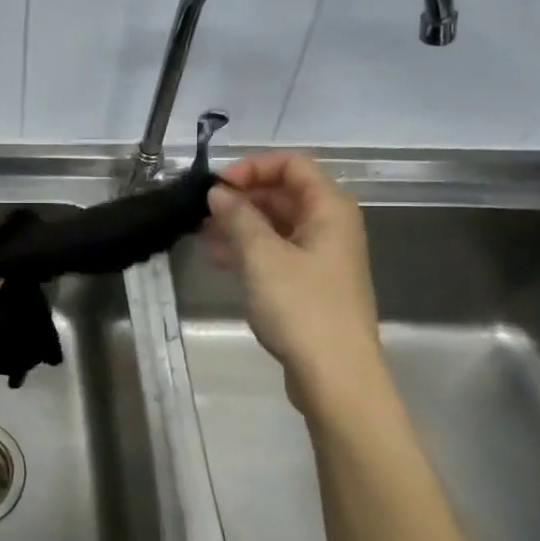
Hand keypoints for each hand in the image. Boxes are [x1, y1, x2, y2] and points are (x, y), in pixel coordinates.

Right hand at [204, 150, 385, 415]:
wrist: (336, 376)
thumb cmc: (302, 308)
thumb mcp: (262, 256)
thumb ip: (238, 217)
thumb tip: (218, 192)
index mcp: (330, 208)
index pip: (292, 164)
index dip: (252, 167)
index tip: (216, 186)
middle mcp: (331, 225)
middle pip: (284, 193)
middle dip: (242, 197)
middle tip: (203, 212)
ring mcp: (322, 256)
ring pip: (278, 224)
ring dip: (241, 225)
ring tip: (205, 237)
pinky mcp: (312, 283)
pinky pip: (278, 251)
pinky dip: (251, 250)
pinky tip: (222, 260)